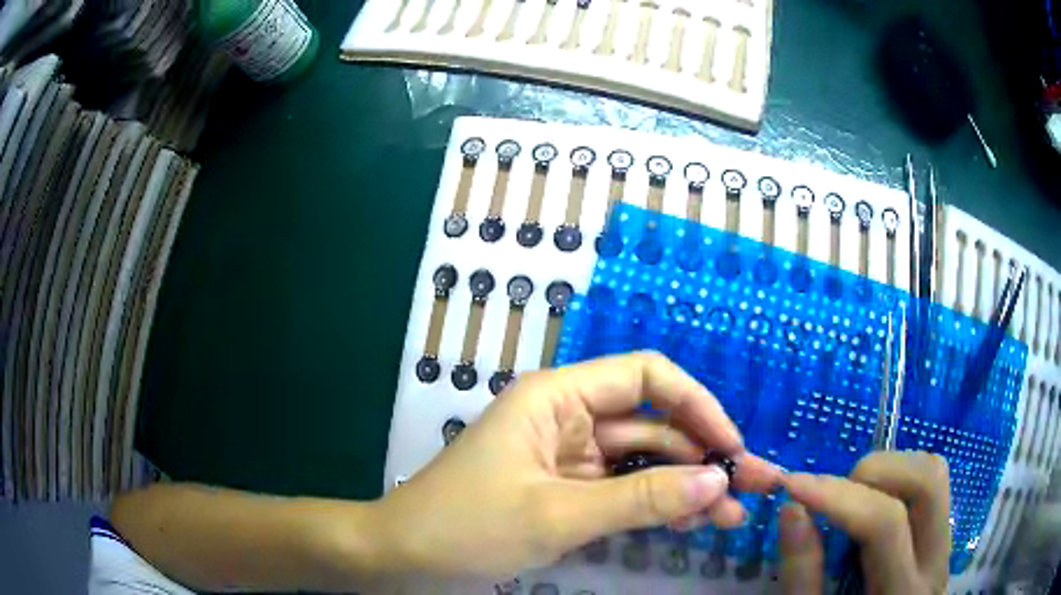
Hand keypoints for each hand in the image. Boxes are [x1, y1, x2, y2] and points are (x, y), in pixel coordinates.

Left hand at [375, 352, 782, 578]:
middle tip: (751, 487)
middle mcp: (568, 418)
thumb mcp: (558, 515)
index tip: (730, 446)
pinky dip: (655, 504)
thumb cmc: (467, 526)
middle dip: (703, 454)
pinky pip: (623, 489)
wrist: (406, 556)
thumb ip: (641, 498)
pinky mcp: (567, 490)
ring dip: (685, 485)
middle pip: (653, 424)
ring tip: (728, 516)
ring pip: (643, 461)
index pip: (646, 377)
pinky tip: (688, 522)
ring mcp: (569, 458)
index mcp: (558, 398)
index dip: (696, 405)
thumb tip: (717, 482)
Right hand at [779, 451, 951, 594]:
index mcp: (902, 593)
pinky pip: (933, 489)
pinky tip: (873, 504)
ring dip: (891, 470)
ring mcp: (945, 547)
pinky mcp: (942, 540)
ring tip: (852, 496)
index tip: (794, 485)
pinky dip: (900, 481)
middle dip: (876, 472)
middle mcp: (936, 563)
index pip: (886, 525)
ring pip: (935, 476)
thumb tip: (792, 509)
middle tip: (834, 492)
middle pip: (928, 482)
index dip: (839, 497)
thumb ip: (802, 576)